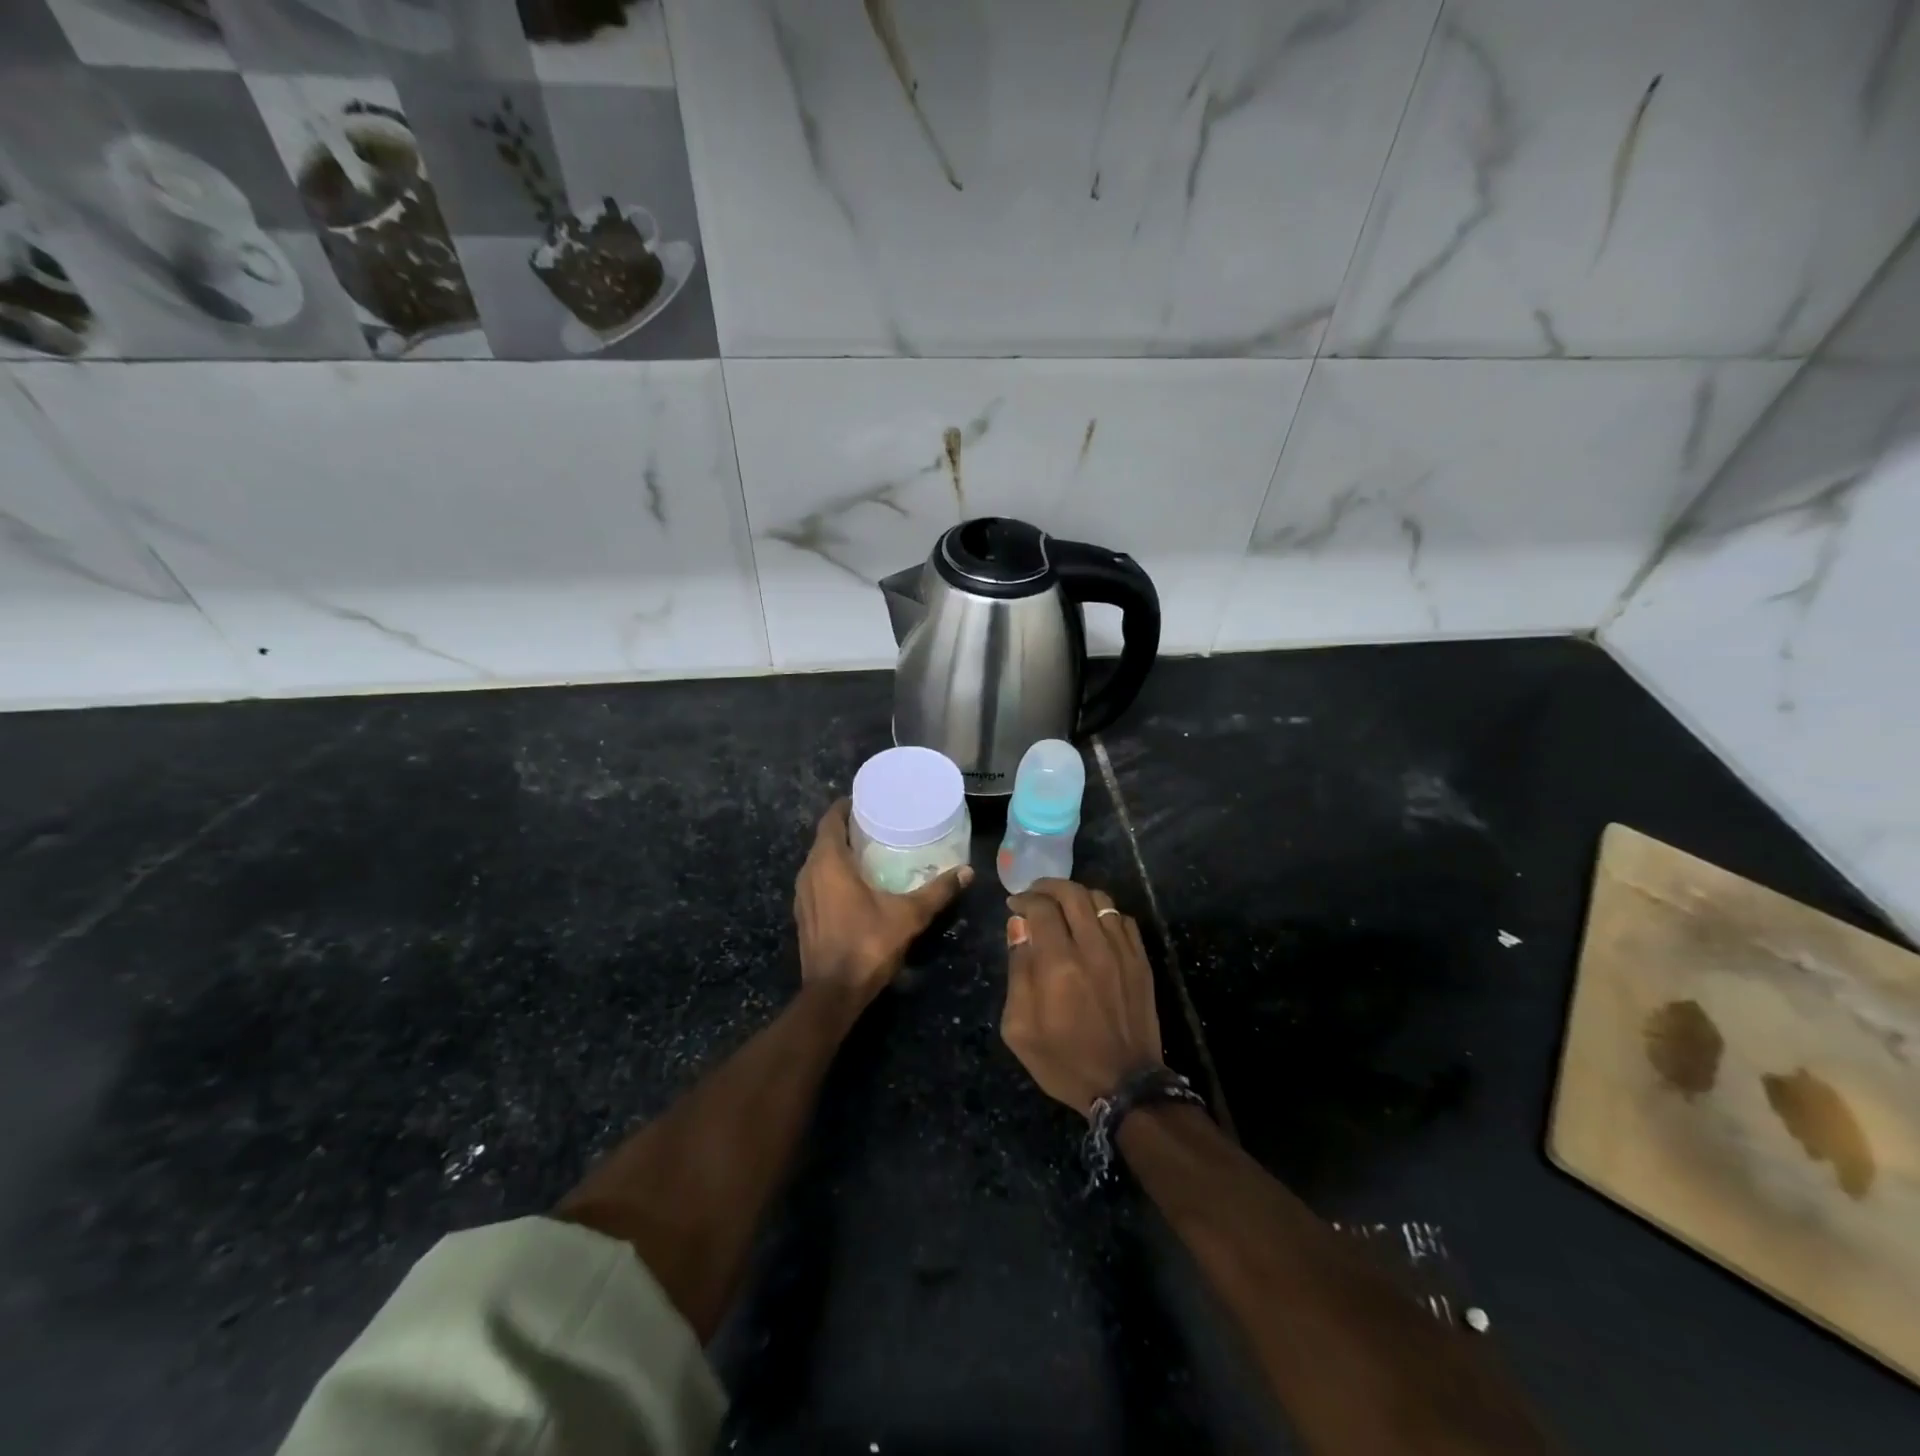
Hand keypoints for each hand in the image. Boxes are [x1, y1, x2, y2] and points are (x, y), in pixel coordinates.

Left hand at [794, 798, 971, 1006]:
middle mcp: (808, 873)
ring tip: (870, 850)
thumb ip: (937, 891)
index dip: (846, 806)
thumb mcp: (909, 915)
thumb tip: (968, 871)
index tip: (868, 800)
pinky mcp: (803, 915)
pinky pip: (817, 882)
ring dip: (839, 853)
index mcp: (828, 862)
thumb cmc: (867, 944)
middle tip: (878, 824)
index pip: (831, 819)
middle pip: (825, 839)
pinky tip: (856, 884)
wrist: (833, 994)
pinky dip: (833, 875)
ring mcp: (802, 896)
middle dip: (847, 829)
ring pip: (819, 862)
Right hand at [1000, 879, 1164, 1116]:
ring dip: (1077, 895)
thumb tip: (1018, 927)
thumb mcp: (1020, 1027)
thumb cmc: (1063, 1060)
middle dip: (1048, 886)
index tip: (1014, 905)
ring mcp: (1122, 952)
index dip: (1024, 899)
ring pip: (1101, 900)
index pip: (1041, 908)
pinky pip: (1123, 919)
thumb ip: (1017, 971)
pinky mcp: (1141, 961)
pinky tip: (1092, 924)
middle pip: (1072, 893)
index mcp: (1058, 964)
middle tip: (1035, 894)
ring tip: (1063, 904)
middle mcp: (1092, 948)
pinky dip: (1103, 912)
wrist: (1124, 1086)